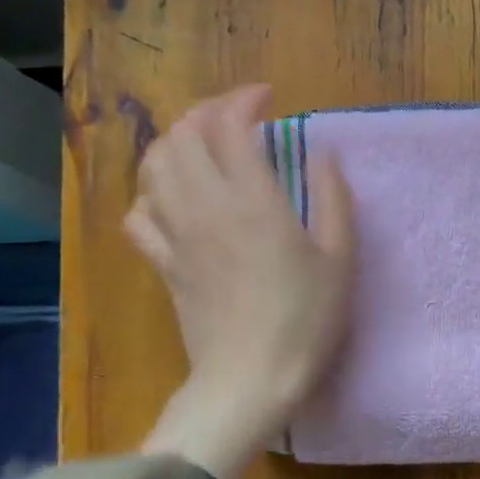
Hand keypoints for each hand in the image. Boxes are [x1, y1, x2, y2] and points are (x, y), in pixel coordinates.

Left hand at [125, 84, 355, 478]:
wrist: (250, 380)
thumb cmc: (306, 319)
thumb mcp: (340, 258)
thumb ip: (334, 199)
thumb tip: (323, 155)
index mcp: (253, 202)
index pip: (229, 127)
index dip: (244, 100)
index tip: (268, 98)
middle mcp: (206, 208)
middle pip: (183, 136)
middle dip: (207, 112)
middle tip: (237, 116)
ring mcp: (177, 236)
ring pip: (154, 168)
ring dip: (176, 143)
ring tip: (203, 146)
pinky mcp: (164, 265)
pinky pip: (140, 215)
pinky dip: (152, 193)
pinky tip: (174, 198)